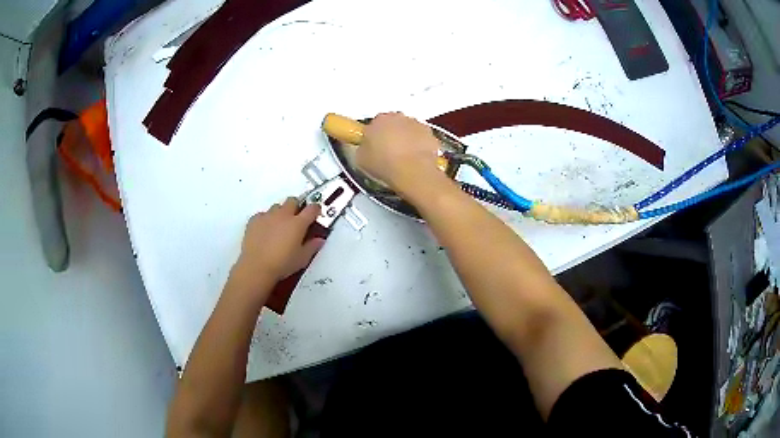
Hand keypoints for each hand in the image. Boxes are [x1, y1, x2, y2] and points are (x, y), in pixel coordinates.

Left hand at [230, 198, 324, 301]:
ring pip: (277, 207)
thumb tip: (319, 240)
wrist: (256, 267)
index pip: (312, 208)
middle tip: (296, 220)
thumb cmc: (282, 264)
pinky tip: (264, 232)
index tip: (315, 214)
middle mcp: (283, 215)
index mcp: (298, 223)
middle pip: (292, 201)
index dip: (315, 209)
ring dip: (280, 213)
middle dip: (296, 207)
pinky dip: (266, 220)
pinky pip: (262, 215)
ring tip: (279, 227)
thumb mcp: (302, 259)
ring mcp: (267, 216)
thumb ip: (312, 247)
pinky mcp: (254, 220)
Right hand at [357, 112, 444, 191]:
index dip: (375, 136)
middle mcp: (398, 117)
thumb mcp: (361, 159)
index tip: (375, 147)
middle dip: (391, 134)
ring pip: (409, 129)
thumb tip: (366, 148)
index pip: (374, 123)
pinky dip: (420, 145)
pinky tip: (416, 159)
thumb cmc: (384, 164)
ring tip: (404, 158)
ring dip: (407, 139)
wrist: (412, 172)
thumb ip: (363, 148)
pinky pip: (422, 138)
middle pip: (393, 123)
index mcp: (378, 120)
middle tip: (389, 152)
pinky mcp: (430, 134)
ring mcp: (416, 124)